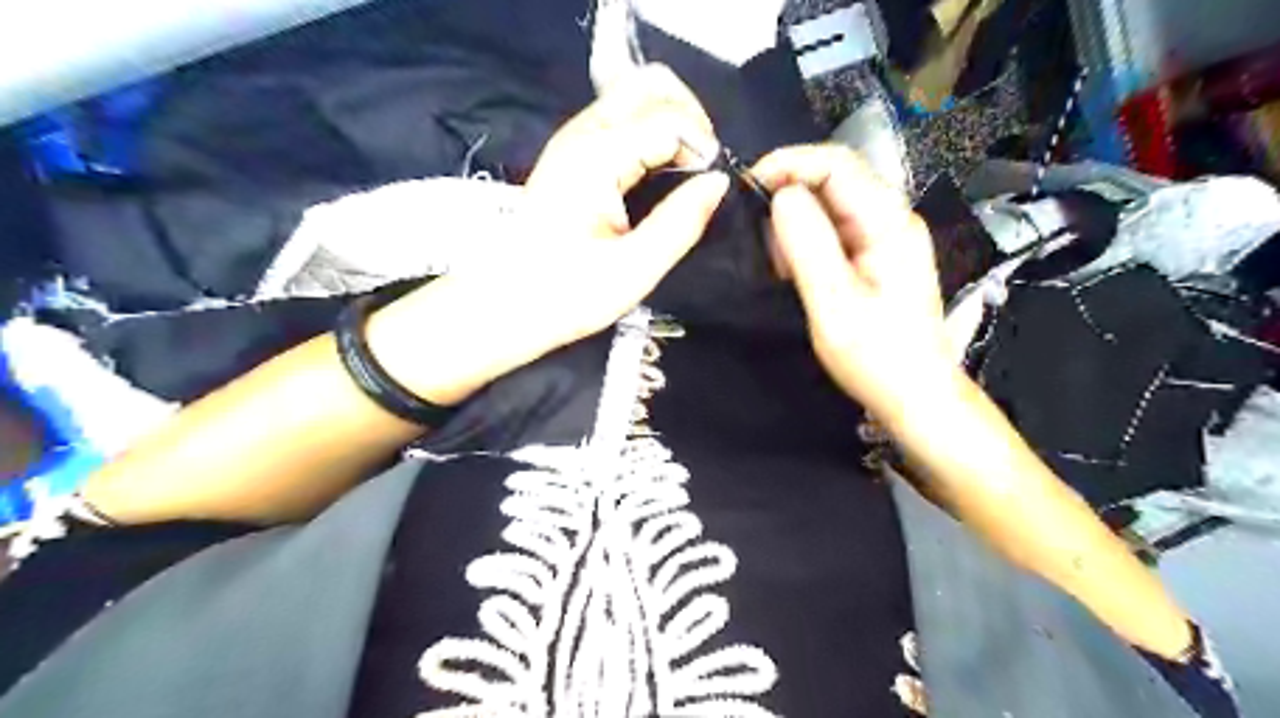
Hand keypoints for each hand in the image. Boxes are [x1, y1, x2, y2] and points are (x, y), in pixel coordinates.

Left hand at [372, 60, 730, 402]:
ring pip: (636, 95)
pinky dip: (652, 133)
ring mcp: (573, 139)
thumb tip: (719, 182)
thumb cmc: (566, 295)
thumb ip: (681, 222)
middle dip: (691, 116)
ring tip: (687, 172)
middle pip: (651, 84)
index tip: (711, 189)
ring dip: (672, 122)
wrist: (505, 305)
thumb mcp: (634, 270)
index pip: (670, 119)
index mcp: (597, 157)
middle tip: (703, 169)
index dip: (703, 148)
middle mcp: (583, 133)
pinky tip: (659, 173)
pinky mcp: (572, 153)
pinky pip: (622, 118)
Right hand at [752, 146, 954, 424]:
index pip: (836, 163)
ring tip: (779, 263)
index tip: (747, 189)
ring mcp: (885, 236)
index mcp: (888, 222)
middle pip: (834, 177)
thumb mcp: (834, 305)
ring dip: (795, 222)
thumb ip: (808, 246)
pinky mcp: (876, 255)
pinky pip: (834, 229)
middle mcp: (891, 218)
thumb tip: (781, 195)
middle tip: (761, 239)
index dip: (788, 164)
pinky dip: (806, 241)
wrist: (916, 396)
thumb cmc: (878, 356)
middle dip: (789, 195)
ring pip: (830, 203)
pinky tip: (796, 270)